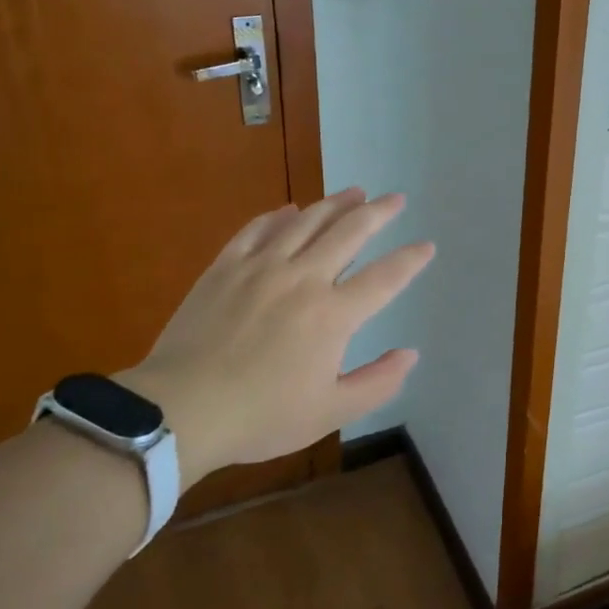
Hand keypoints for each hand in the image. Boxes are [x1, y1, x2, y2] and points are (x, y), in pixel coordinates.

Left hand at [117, 188, 433, 484]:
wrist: (181, 409)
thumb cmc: (261, 416)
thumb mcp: (330, 412)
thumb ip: (377, 382)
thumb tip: (411, 354)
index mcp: (333, 315)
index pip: (384, 277)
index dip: (410, 260)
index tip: (427, 245)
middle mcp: (303, 279)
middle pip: (350, 233)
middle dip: (379, 213)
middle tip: (396, 199)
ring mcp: (262, 267)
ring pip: (307, 222)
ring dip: (336, 204)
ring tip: (355, 192)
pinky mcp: (226, 267)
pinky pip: (258, 229)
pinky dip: (279, 215)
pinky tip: (290, 209)